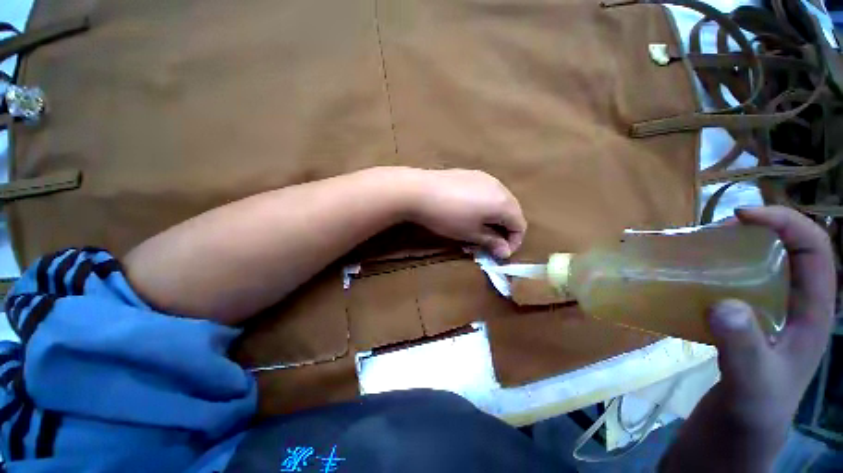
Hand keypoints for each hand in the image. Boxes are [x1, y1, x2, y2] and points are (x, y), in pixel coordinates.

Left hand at [403, 169, 526, 258]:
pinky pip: (485, 192)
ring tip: (476, 229)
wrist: (420, 191)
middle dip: (503, 230)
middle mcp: (500, 186)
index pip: (520, 225)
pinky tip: (468, 212)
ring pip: (498, 201)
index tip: (499, 253)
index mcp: (504, 203)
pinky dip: (484, 206)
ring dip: (493, 218)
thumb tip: (505, 252)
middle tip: (488, 243)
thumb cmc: (448, 217)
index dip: (513, 242)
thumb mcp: (471, 233)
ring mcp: (485, 178)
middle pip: (511, 212)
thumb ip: (491, 242)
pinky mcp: (471, 174)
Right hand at [662, 206, 835, 471]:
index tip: (742, 216)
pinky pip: (735, 289)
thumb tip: (722, 302)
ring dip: (736, 252)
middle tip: (718, 230)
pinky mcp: (740, 329)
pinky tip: (692, 281)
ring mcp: (766, 321)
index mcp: (812, 318)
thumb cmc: (749, 419)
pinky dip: (716, 276)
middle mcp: (794, 312)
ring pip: (761, 271)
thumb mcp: (750, 387)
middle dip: (761, 232)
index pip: (815, 253)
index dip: (787, 224)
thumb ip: (742, 348)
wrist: (728, 445)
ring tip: (702, 248)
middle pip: (789, 255)